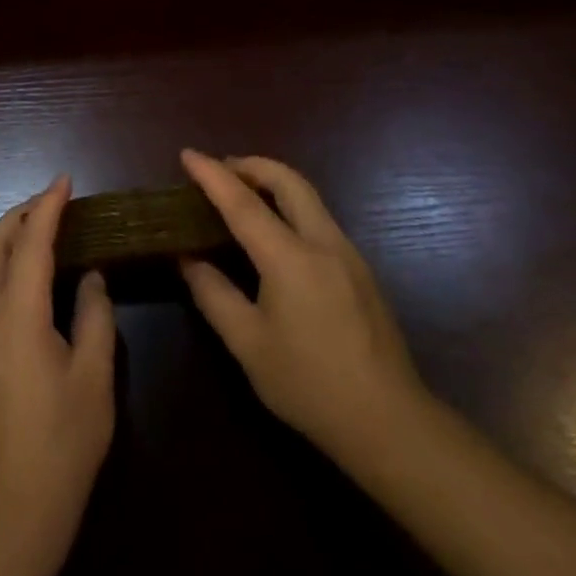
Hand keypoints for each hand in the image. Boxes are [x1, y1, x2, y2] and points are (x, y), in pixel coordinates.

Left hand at [0, 176, 115, 568]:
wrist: (15, 510)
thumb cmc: (64, 443)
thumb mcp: (94, 378)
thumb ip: (94, 317)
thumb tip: (90, 278)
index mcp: (18, 319)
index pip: (29, 246)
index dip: (46, 209)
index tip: (64, 181)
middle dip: (17, 217)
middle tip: (51, 201)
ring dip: (9, 242)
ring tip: (44, 230)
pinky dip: (6, 270)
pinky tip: (34, 279)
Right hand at [178, 150, 427, 469]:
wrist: (387, 421)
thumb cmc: (308, 383)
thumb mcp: (247, 343)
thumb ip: (213, 293)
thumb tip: (188, 258)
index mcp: (291, 258)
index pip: (244, 203)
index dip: (213, 176)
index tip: (188, 154)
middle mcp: (324, 243)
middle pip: (289, 181)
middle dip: (252, 165)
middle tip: (220, 169)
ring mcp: (349, 254)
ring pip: (309, 197)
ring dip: (274, 183)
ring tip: (242, 195)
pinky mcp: (361, 270)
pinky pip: (320, 219)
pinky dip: (291, 207)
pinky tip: (275, 233)